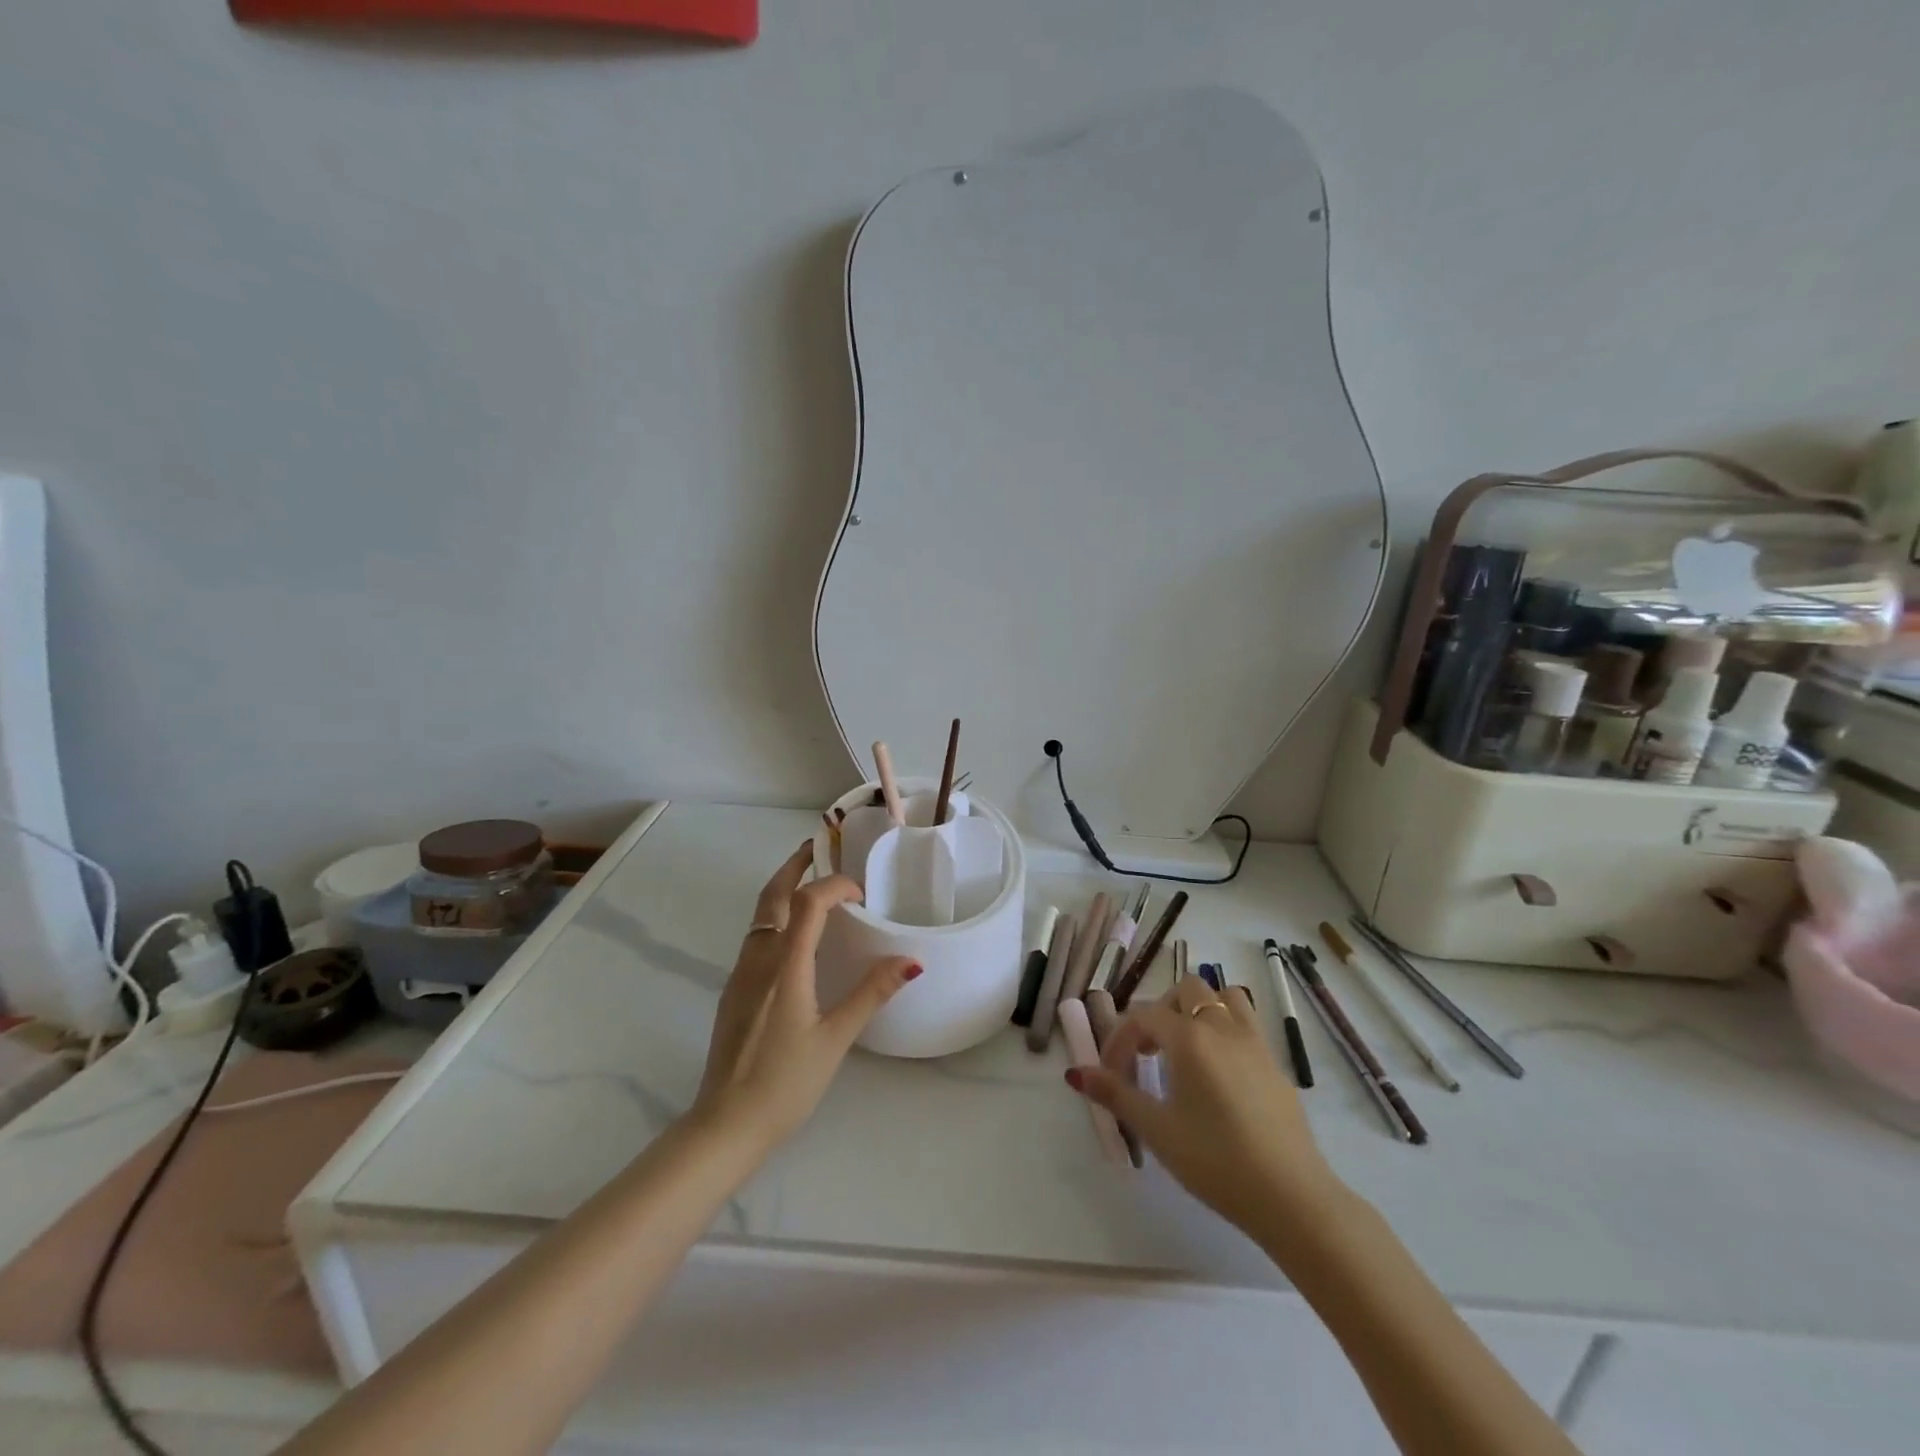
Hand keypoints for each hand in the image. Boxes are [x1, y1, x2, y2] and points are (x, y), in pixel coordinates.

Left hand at [691, 844, 918, 1148]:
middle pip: (772, 895)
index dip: (835, 885)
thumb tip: (912, 962)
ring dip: (782, 890)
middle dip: (793, 866)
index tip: (861, 893)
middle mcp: (758, 959)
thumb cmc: (785, 1082)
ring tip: (808, 883)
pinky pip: (755, 937)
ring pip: (759, 915)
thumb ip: (872, 994)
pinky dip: (774, 918)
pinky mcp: (733, 991)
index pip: (809, 902)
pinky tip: (793, 937)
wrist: (725, 1124)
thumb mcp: (836, 1038)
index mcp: (786, 965)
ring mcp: (740, 974)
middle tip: (816, 848)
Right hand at [1067, 974, 1338, 1239]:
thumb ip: (1115, 1094)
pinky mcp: (1276, 1066)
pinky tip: (1219, 1074)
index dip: (1119, 1039)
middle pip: (1186, 990)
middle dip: (1160, 1011)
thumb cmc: (1215, 1161)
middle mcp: (1222, 1028)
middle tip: (1149, 1052)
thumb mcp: (1156, 1130)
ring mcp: (1255, 1044)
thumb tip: (1075, 1072)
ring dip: (1200, 1010)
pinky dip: (1226, 1030)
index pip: (1143, 1016)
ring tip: (1186, 1048)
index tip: (1110, 1073)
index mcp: (1189, 1037)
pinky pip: (1248, 1024)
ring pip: (1225, 997)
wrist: (1291, 1198)